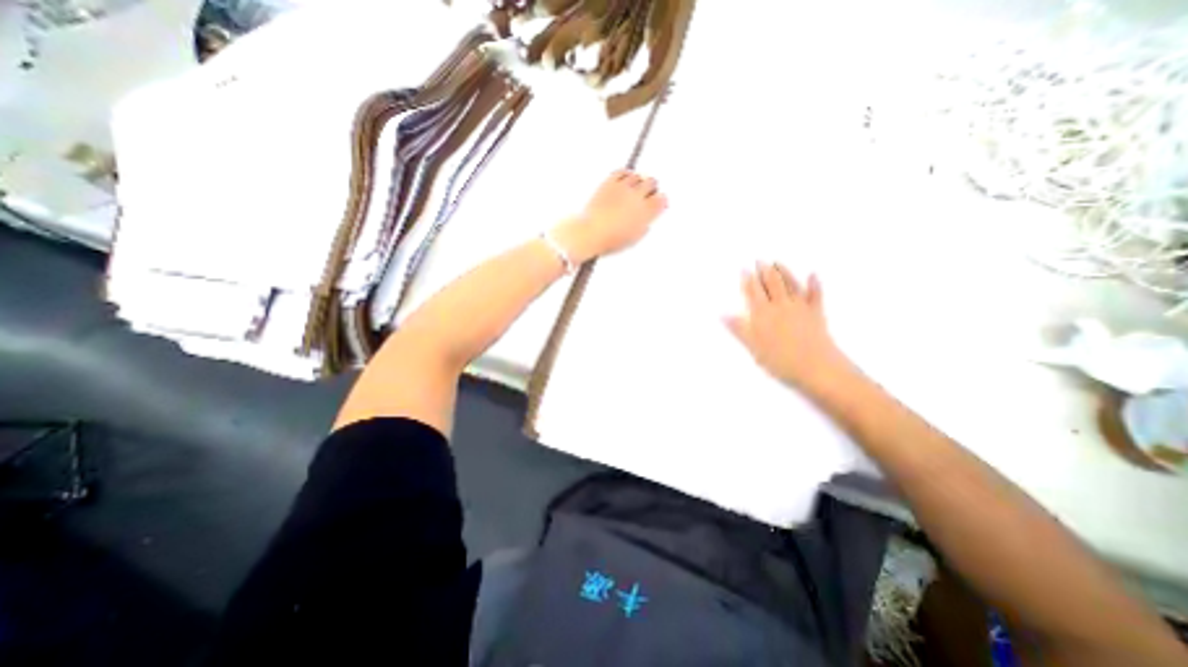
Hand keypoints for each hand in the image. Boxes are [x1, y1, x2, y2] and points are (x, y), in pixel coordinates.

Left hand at [551, 170, 663, 261]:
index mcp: (645, 212)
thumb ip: (643, 228)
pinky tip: (625, 179)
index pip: (661, 199)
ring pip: (637, 175)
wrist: (591, 232)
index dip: (660, 201)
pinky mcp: (609, 182)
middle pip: (652, 182)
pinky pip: (622, 172)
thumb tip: (645, 223)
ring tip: (635, 187)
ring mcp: (623, 188)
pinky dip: (625, 174)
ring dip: (638, 180)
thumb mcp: (632, 240)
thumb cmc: (609, 239)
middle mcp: (637, 197)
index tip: (658, 202)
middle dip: (651, 187)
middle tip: (648, 191)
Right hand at [724, 262, 854, 393]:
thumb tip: (722, 314)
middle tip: (759, 259)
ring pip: (790, 285)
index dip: (748, 280)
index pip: (753, 293)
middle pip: (771, 284)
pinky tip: (813, 275)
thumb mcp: (753, 347)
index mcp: (763, 314)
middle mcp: (780, 306)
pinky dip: (814, 284)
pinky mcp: (816, 313)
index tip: (744, 269)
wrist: (816, 368)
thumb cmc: (780, 360)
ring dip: (784, 272)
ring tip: (777, 262)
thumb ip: (739, 329)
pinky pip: (815, 295)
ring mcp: (800, 308)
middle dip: (764, 271)